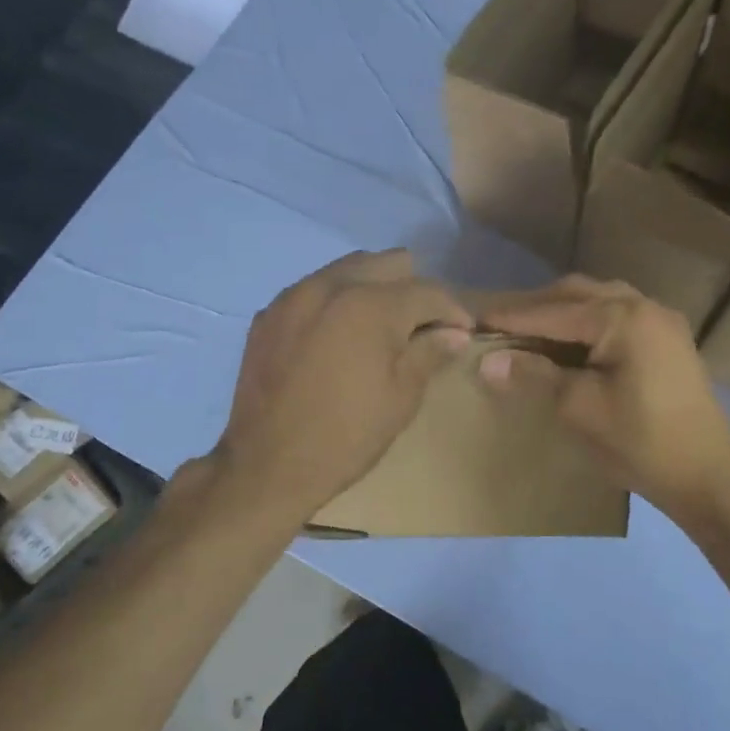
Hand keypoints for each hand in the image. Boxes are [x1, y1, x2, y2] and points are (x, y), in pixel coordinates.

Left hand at [215, 250, 473, 520]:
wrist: (266, 466)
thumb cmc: (346, 436)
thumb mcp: (401, 398)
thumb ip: (430, 353)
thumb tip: (454, 332)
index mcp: (371, 305)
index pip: (428, 290)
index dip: (453, 310)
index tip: (463, 331)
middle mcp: (331, 285)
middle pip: (388, 263)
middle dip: (413, 289)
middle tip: (420, 328)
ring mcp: (293, 296)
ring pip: (348, 269)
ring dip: (373, 289)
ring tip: (379, 328)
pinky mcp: (268, 315)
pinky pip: (313, 290)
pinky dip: (335, 303)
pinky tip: (337, 338)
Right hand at [475, 276, 729, 519]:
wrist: (706, 475)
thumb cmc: (639, 441)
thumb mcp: (579, 408)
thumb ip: (534, 376)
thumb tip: (487, 362)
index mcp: (623, 318)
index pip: (554, 312)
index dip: (513, 318)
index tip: (476, 321)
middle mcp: (644, 306)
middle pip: (578, 295)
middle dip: (537, 307)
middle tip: (501, 325)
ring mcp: (662, 321)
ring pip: (600, 301)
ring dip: (563, 312)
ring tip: (531, 332)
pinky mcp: (669, 341)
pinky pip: (619, 316)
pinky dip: (588, 323)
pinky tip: (571, 343)